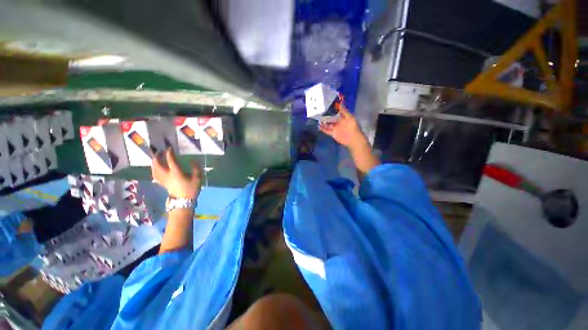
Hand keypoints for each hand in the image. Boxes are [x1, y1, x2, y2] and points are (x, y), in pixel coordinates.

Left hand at [152, 149, 201, 198]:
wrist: (183, 201)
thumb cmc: (191, 189)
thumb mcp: (197, 179)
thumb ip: (195, 169)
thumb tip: (193, 161)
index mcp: (176, 172)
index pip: (171, 161)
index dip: (169, 154)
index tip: (169, 148)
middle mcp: (167, 175)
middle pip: (158, 165)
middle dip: (157, 157)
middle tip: (159, 152)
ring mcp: (164, 180)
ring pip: (155, 170)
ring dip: (154, 163)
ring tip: (156, 159)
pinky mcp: (163, 184)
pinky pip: (155, 175)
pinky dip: (154, 170)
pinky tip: (156, 169)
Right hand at [319, 106, 365, 148]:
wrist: (353, 139)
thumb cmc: (353, 127)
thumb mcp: (350, 117)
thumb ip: (344, 111)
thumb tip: (339, 104)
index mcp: (343, 117)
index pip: (336, 112)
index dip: (332, 109)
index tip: (326, 105)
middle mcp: (338, 122)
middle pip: (331, 118)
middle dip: (326, 115)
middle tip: (320, 112)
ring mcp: (335, 128)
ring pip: (328, 124)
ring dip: (323, 122)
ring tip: (318, 118)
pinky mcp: (333, 133)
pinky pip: (327, 130)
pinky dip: (323, 129)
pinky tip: (319, 126)